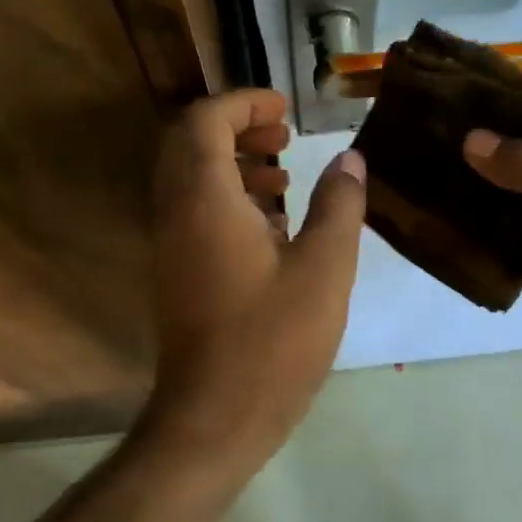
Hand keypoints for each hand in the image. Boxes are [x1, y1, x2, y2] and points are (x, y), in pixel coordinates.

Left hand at [141, 89, 367, 469]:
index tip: (286, 109)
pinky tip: (275, 227)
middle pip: (190, 143)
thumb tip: (350, 160)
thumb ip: (339, 205)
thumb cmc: (273, 341)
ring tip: (285, 177)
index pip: (204, 121)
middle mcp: (176, 213)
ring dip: (233, 163)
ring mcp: (171, 245)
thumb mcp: (324, 269)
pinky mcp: (178, 272)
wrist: (214, 418)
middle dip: (236, 127)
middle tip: (284, 135)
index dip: (243, 102)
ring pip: (191, 178)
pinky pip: (195, 212)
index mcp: (204, 200)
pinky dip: (229, 199)